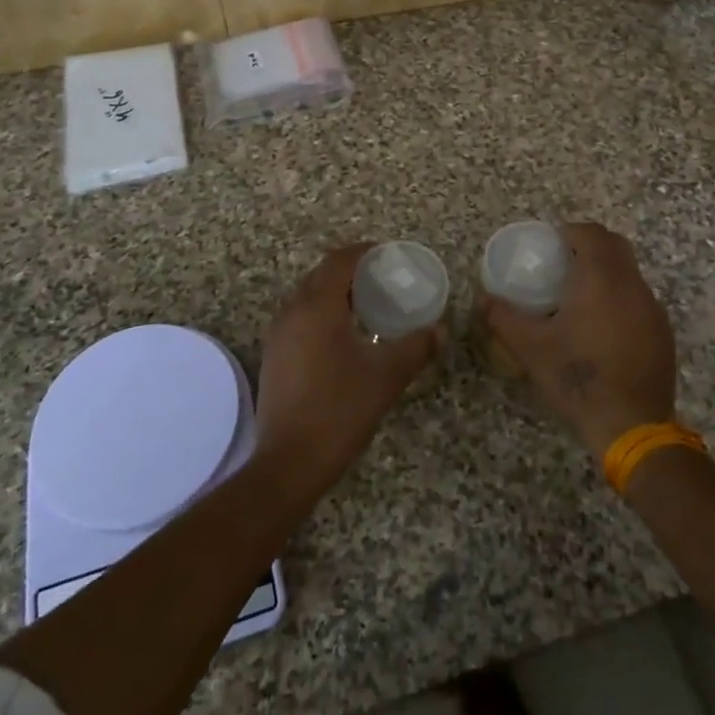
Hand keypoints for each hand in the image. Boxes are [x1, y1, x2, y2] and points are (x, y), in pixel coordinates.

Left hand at [253, 243, 440, 497]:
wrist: (289, 462)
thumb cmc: (340, 410)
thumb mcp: (387, 376)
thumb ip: (417, 346)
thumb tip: (440, 329)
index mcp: (318, 306)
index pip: (339, 261)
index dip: (364, 252)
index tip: (388, 256)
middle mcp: (292, 312)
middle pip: (321, 275)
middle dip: (350, 271)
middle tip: (382, 280)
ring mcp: (278, 335)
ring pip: (307, 296)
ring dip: (335, 293)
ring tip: (366, 305)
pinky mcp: (274, 356)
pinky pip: (299, 318)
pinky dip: (321, 313)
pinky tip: (343, 336)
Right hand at [479, 222, 675, 462]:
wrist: (631, 427)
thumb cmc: (578, 379)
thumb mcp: (531, 349)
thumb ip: (503, 318)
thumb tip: (483, 298)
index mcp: (602, 279)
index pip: (592, 233)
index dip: (571, 231)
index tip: (552, 244)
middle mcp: (633, 285)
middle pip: (616, 246)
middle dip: (590, 246)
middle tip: (564, 264)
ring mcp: (653, 310)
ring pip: (630, 273)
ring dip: (608, 273)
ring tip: (581, 297)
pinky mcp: (663, 334)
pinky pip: (640, 300)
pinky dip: (621, 299)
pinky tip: (604, 329)